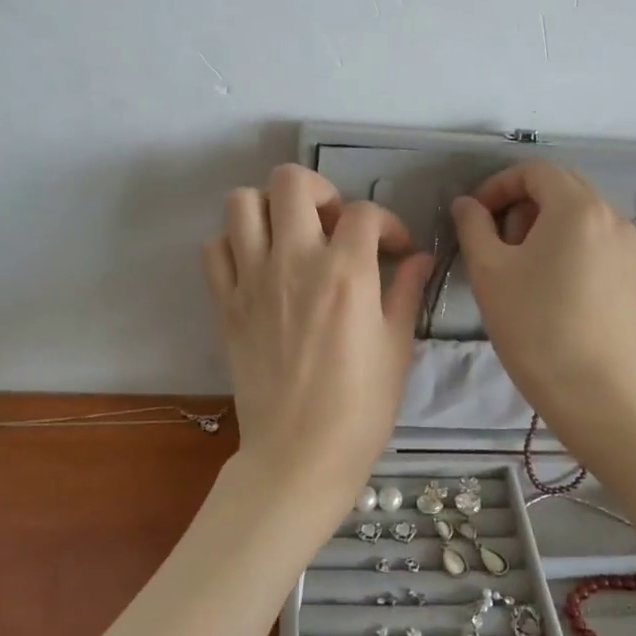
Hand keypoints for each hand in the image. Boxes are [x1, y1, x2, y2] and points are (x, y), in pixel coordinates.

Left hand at [203, 165, 431, 523]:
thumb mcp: (396, 347)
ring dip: (270, 208)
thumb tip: (420, 258)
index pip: (365, 213)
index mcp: (345, 273)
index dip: (388, 223)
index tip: (395, 248)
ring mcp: (252, 280)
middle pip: (292, 180)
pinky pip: (214, 248)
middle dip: (320, 191)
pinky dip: (234, 243)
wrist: (299, 454)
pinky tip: (258, 265)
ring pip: (242, 202)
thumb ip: (406, 292)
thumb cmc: (360, 407)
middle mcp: (294, 262)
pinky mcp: (225, 303)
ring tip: (291, 237)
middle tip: (333, 225)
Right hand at [450, 160, 635, 430]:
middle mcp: (613, 217)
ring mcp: (632, 249)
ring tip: (526, 270)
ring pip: (583, 218)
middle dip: (524, 205)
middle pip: (563, 189)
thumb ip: (473, 226)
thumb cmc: (533, 326)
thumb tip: (466, 204)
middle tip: (499, 243)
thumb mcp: (489, 272)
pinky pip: (600, 246)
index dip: (498, 185)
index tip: (476, 216)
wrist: (593, 391)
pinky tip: (557, 291)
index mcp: (577, 208)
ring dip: (548, 228)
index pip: (535, 171)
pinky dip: (573, 250)